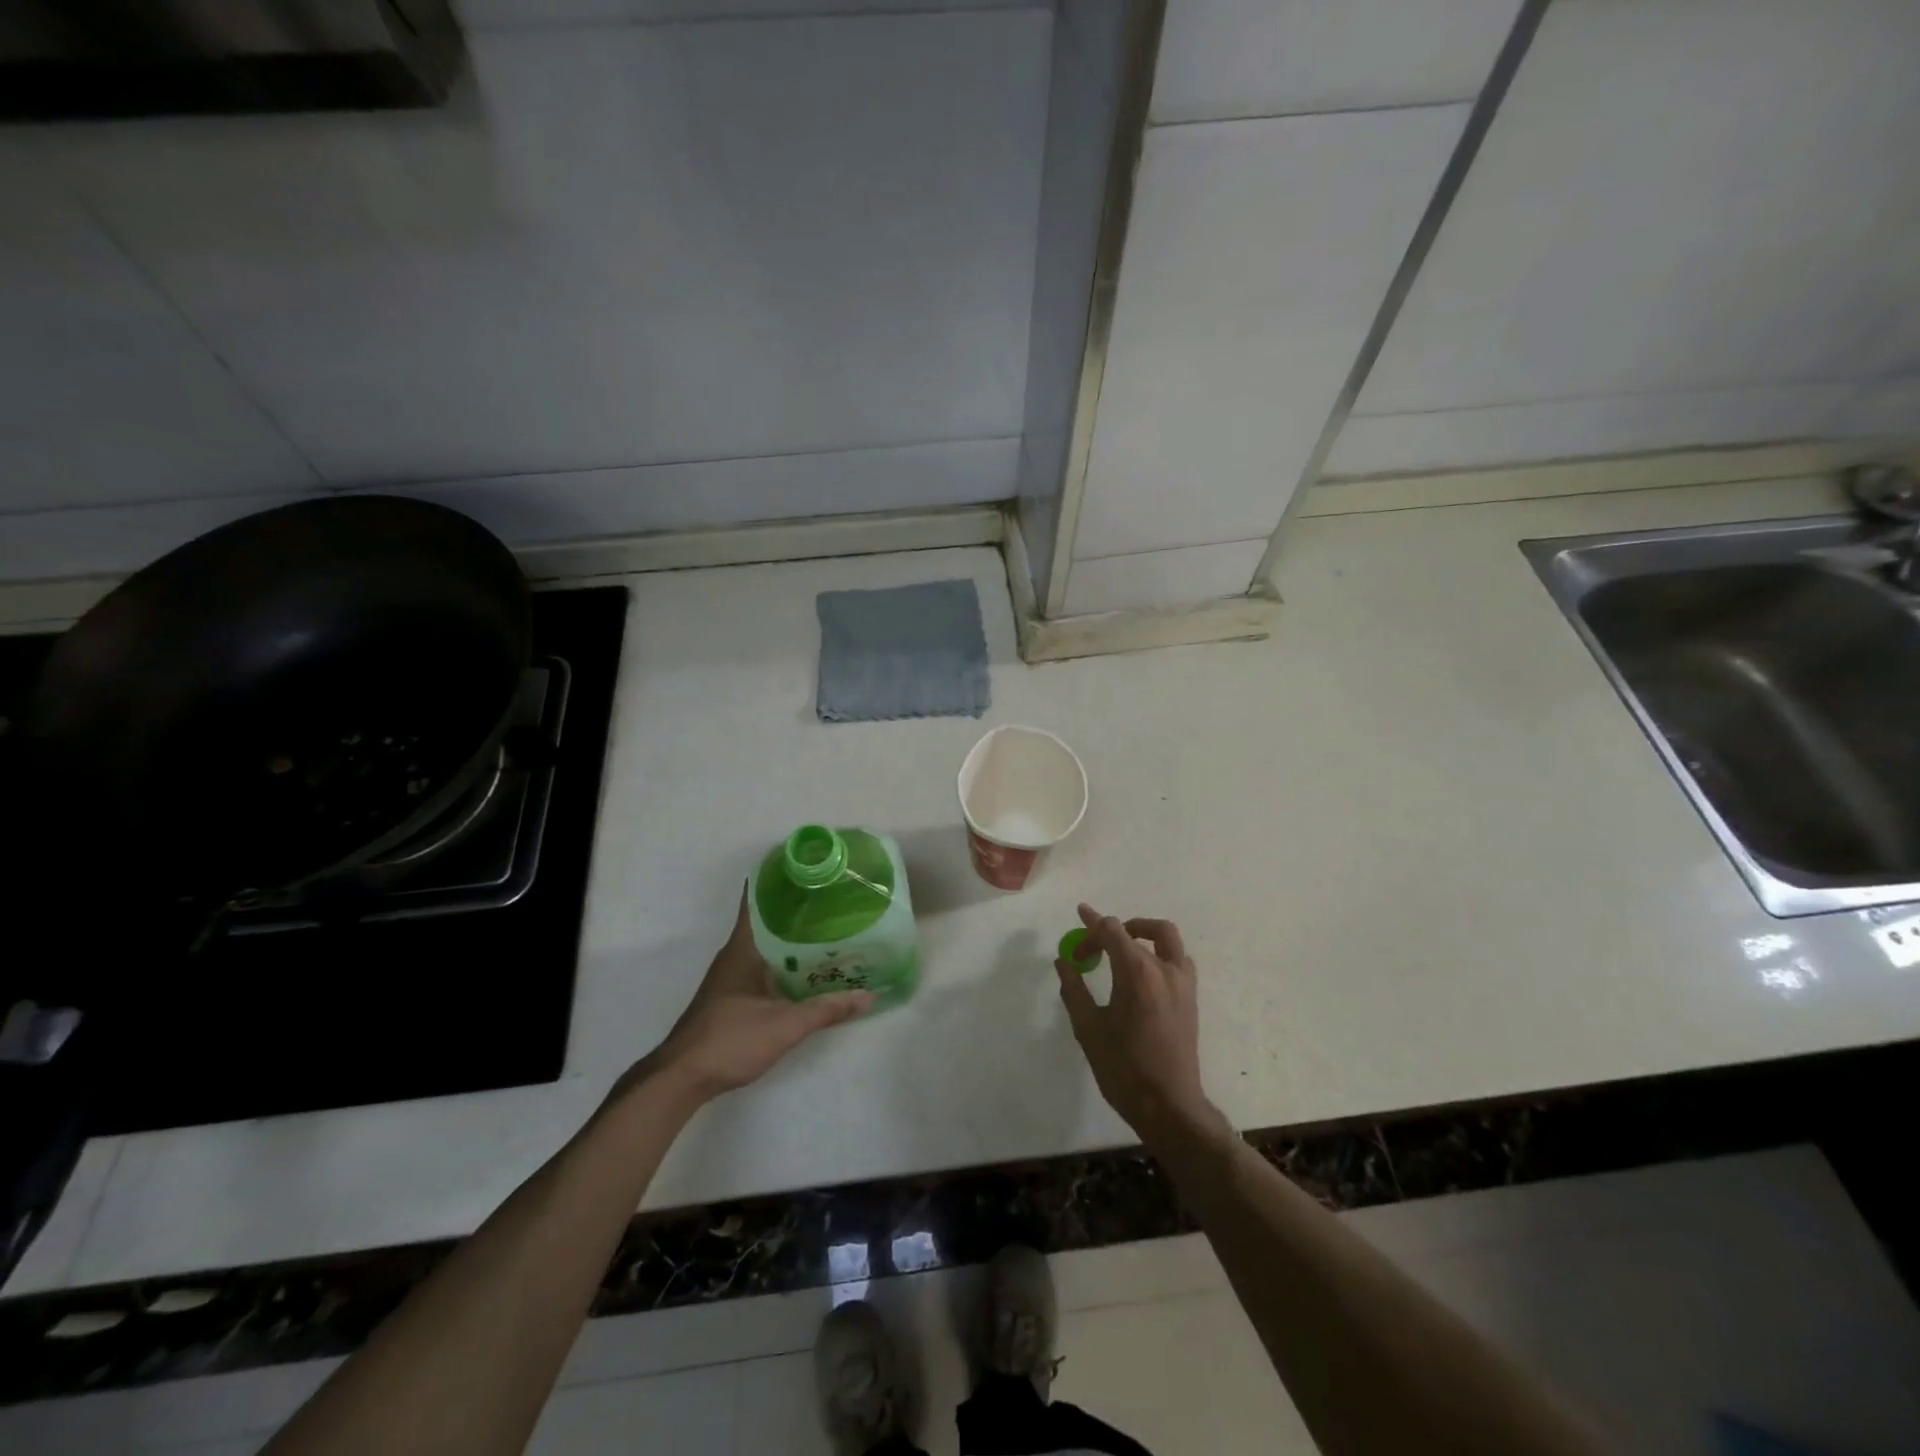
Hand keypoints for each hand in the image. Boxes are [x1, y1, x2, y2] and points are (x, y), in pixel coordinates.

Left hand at [626, 886, 872, 1110]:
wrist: (682, 1078)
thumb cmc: (730, 1040)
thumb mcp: (785, 1026)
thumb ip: (826, 1009)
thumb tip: (868, 995)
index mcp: (743, 949)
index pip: (757, 901)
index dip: (777, 881)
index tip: (805, 867)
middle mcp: (735, 955)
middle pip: (766, 921)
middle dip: (796, 909)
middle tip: (832, 899)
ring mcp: (731, 976)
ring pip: (766, 945)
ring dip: (792, 937)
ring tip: (828, 930)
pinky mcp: (732, 995)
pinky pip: (764, 964)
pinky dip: (785, 959)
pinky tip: (807, 969)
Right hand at [1056, 903, 1221, 1144]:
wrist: (1169, 1106)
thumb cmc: (1123, 1068)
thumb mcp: (1088, 1029)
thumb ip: (1074, 990)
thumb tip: (1064, 963)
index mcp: (1137, 973)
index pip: (1111, 930)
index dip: (1089, 928)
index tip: (1075, 935)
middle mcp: (1164, 969)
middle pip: (1136, 930)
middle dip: (1110, 932)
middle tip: (1091, 949)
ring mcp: (1182, 982)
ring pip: (1166, 937)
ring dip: (1142, 933)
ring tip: (1121, 948)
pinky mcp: (1191, 997)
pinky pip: (1177, 958)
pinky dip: (1159, 952)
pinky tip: (1142, 973)